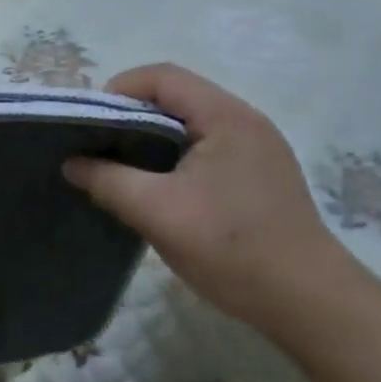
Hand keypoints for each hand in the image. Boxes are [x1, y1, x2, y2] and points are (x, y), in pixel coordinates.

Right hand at [63, 64, 351, 332]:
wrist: (309, 303)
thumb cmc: (231, 248)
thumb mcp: (156, 212)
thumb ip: (107, 181)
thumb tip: (71, 163)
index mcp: (226, 117)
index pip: (162, 77)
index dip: (119, 90)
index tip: (89, 123)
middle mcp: (246, 122)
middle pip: (176, 97)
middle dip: (131, 115)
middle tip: (98, 145)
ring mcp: (257, 149)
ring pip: (190, 124)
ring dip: (151, 138)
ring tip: (120, 167)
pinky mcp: (259, 176)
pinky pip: (205, 148)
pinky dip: (172, 157)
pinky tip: (157, 188)